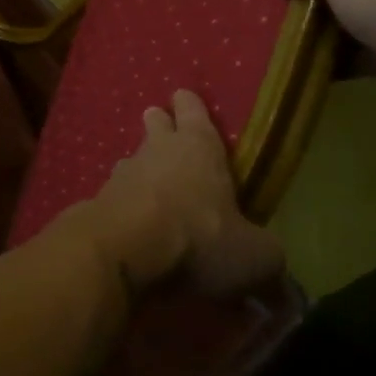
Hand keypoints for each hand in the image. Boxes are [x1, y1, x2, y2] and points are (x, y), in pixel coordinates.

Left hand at [82, 90, 285, 296]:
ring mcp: (124, 172)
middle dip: (161, 124)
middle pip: (157, 124)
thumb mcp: (254, 255)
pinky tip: (134, 220)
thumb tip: (274, 276)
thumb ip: (266, 258)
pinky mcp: (101, 199)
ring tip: (152, 182)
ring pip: (135, 158)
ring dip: (143, 167)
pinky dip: (127, 202)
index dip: (191, 106)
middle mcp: (158, 149)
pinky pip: (118, 193)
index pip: (193, 109)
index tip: (186, 98)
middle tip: (163, 125)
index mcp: (199, 146)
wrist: (124, 249)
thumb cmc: (200, 237)